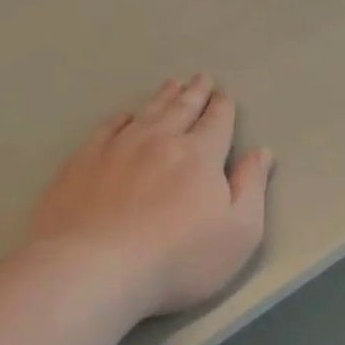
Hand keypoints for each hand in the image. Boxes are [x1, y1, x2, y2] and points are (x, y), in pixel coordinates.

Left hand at [28, 75, 273, 320]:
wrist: (96, 267)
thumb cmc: (179, 258)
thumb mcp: (239, 232)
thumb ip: (251, 188)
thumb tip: (261, 152)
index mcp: (199, 156)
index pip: (216, 123)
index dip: (222, 108)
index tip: (224, 96)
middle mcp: (159, 141)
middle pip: (181, 109)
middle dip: (195, 93)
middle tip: (201, 77)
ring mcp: (117, 148)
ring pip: (145, 112)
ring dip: (162, 97)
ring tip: (171, 84)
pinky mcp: (82, 162)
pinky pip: (107, 128)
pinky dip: (121, 118)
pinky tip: (124, 116)